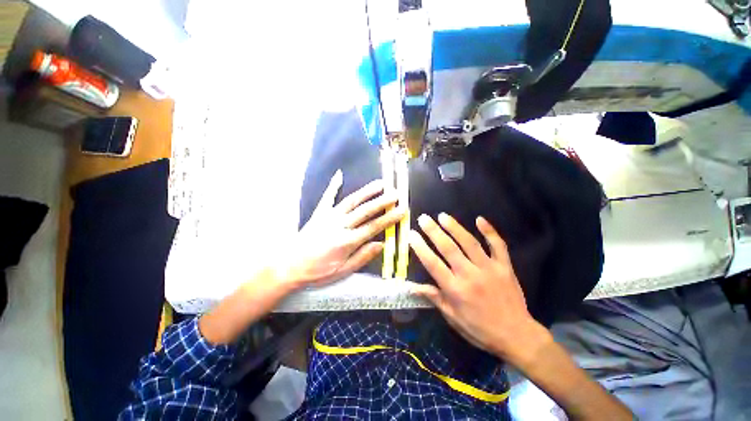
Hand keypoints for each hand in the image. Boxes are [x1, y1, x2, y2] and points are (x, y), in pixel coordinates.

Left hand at [280, 170, 404, 288]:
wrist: (289, 266)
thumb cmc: (318, 272)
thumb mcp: (343, 271)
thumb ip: (363, 257)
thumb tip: (382, 244)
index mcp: (347, 241)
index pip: (374, 227)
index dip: (389, 218)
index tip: (402, 210)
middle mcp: (340, 225)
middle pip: (365, 211)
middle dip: (382, 201)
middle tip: (396, 193)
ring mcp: (328, 216)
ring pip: (351, 201)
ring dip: (366, 191)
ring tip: (379, 183)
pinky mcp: (319, 213)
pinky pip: (327, 197)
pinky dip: (333, 185)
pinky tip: (339, 175)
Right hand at [409, 213, 549, 361]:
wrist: (516, 336)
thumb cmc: (479, 329)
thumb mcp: (452, 317)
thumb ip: (433, 297)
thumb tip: (411, 286)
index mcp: (455, 290)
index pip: (433, 264)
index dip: (420, 248)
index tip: (411, 234)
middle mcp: (470, 275)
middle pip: (449, 248)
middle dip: (434, 231)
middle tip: (423, 218)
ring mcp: (489, 269)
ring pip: (469, 243)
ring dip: (455, 227)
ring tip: (442, 215)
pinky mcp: (505, 267)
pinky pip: (498, 245)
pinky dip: (489, 231)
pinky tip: (479, 219)